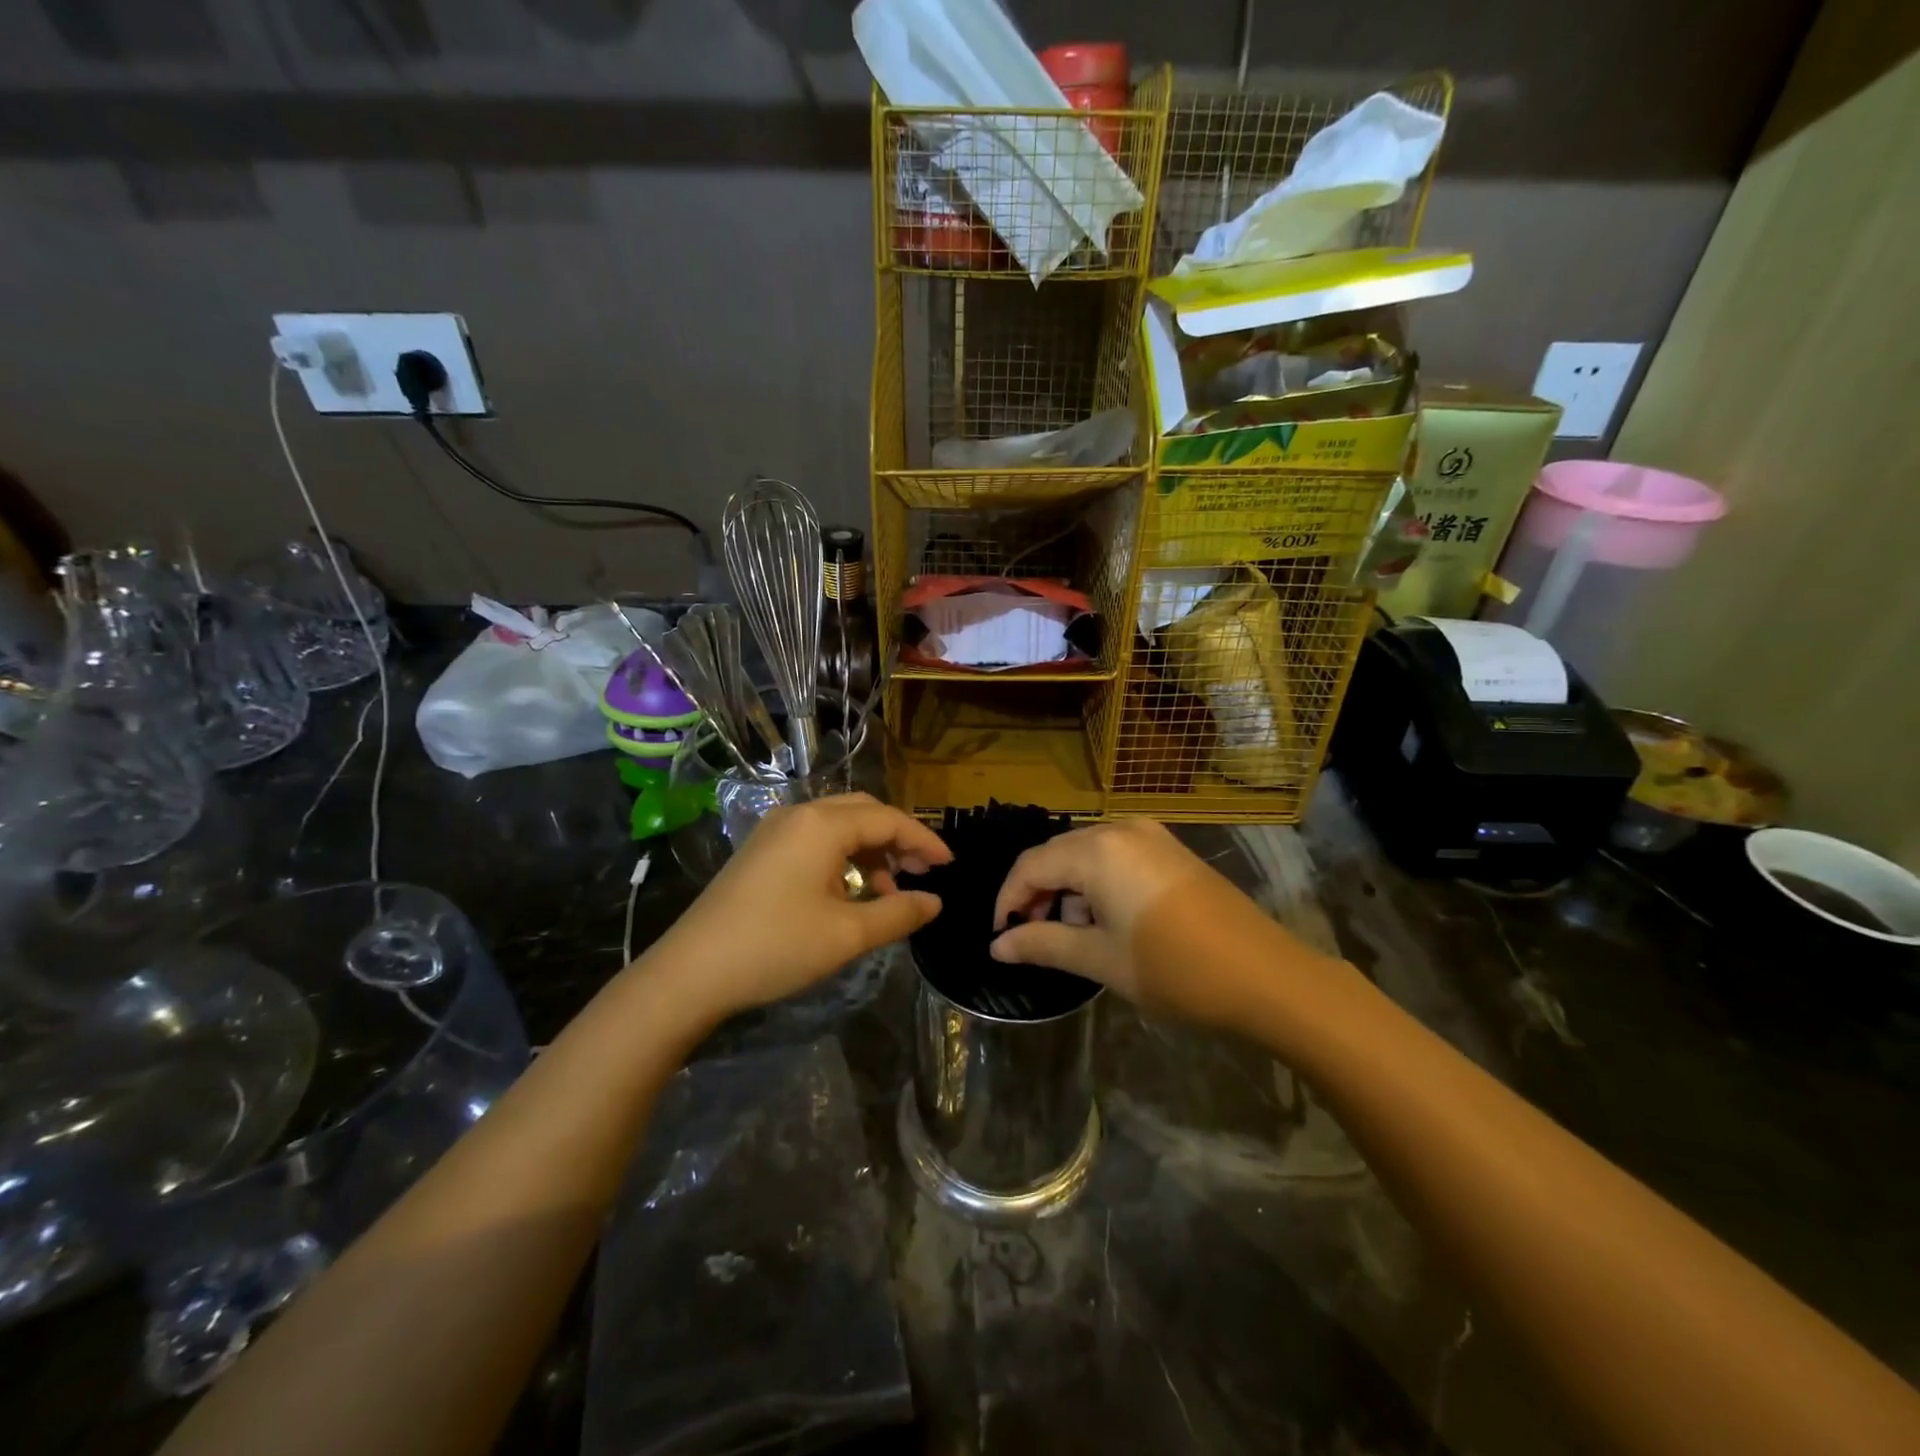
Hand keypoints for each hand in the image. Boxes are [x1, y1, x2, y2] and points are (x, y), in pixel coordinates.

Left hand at [648, 794, 949, 1021]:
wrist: (691, 972)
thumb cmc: (776, 947)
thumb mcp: (846, 934)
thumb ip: (898, 913)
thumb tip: (935, 902)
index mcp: (822, 825)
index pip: (888, 819)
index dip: (924, 840)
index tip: (950, 866)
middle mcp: (799, 815)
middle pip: (863, 812)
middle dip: (898, 838)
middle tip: (923, 871)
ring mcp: (775, 831)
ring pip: (838, 824)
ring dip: (870, 849)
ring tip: (888, 889)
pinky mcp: (761, 851)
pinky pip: (815, 839)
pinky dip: (843, 856)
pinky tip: (850, 890)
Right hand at [990, 819, 1307, 1026]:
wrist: (1266, 975)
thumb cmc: (1174, 968)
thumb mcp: (1100, 959)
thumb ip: (1042, 944)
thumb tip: (996, 947)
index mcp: (1097, 850)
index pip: (1030, 865)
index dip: (1008, 900)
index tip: (1001, 938)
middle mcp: (1120, 829)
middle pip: (1058, 854)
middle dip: (1039, 895)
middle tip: (1034, 939)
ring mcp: (1151, 836)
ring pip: (1087, 855)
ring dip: (1070, 891)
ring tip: (1075, 937)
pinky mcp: (1171, 850)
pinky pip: (1116, 857)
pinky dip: (1099, 884)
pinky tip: (1109, 922)